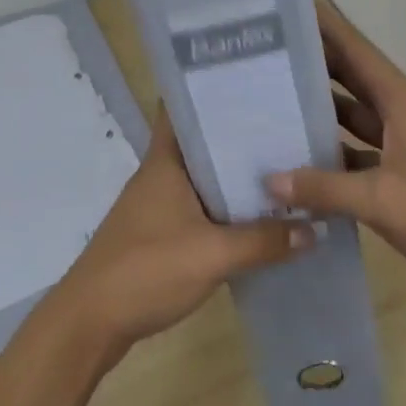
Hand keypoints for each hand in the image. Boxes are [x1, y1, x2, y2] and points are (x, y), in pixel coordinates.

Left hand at [48, 109, 310, 359]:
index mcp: (164, 163)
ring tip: (285, 167)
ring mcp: (157, 207)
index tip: (253, 81)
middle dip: (239, 135)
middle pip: (201, 143)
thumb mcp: (212, 255)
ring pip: (203, 179)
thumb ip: (264, 241)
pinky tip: (258, 219)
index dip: (211, 90)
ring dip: (235, 176)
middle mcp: (160, 176)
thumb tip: (315, 228)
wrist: (90, 324)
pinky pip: (200, 210)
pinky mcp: (160, 236)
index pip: (182, 108)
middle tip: (288, 126)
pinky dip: (226, 210)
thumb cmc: (145, 271)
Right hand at [267, 0, 405, 305]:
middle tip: (259, 54)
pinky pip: (359, 149)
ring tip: (268, 101)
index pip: (354, 48)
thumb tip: (269, 179)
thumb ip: (324, 188)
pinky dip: (333, 151)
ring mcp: (405, 142)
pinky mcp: (405, 171)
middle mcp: (402, 112)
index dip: (322, 25)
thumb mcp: (382, 201)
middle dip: (310, 63)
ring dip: (318, 109)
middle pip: (350, 77)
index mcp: (402, 101)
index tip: (283, 7)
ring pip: (353, 114)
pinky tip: (299, 160)